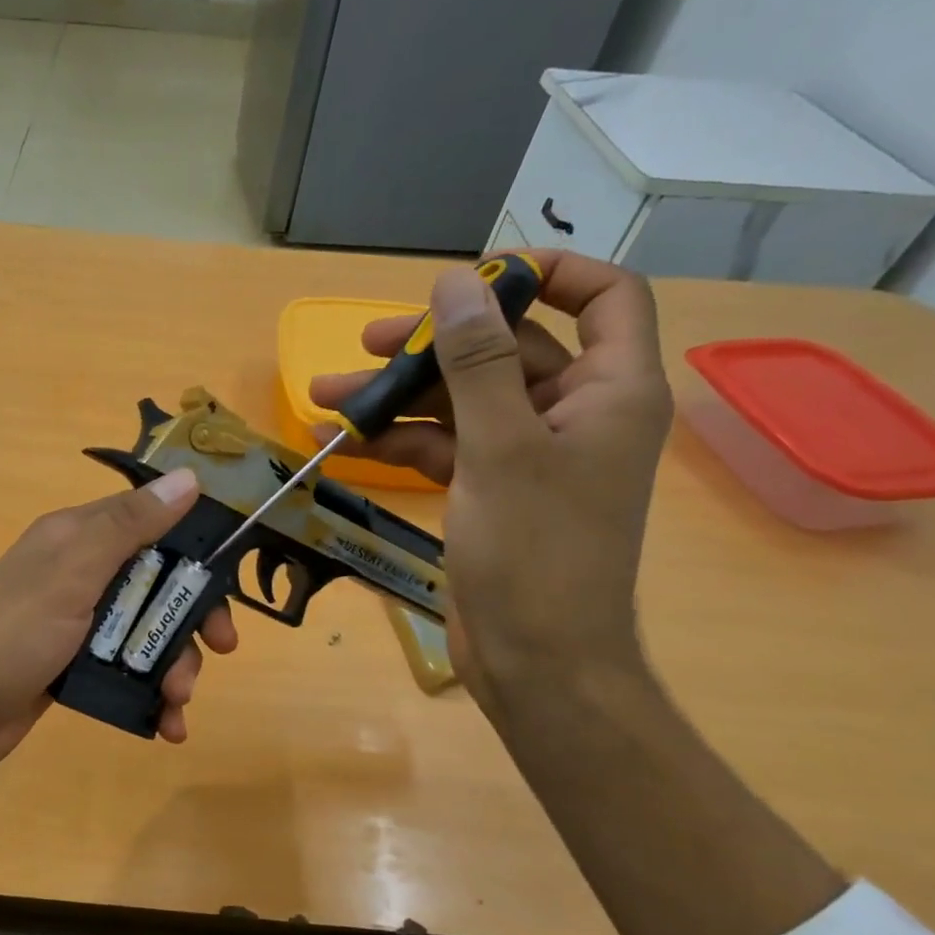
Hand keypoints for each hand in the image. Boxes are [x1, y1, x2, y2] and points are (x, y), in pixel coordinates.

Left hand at [0, 466, 238, 791]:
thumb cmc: (11, 634)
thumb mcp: (73, 571)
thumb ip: (129, 526)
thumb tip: (187, 478)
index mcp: (76, 539)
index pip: (149, 524)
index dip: (194, 548)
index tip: (229, 580)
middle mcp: (78, 575)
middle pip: (156, 585)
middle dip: (191, 619)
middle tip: (223, 649)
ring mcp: (75, 626)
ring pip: (145, 634)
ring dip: (173, 666)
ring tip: (178, 701)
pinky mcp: (72, 670)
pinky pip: (125, 674)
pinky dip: (150, 697)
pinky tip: (167, 726)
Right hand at [309, 250, 671, 704]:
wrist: (537, 661)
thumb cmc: (534, 552)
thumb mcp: (500, 447)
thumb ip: (477, 360)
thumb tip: (455, 280)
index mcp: (609, 390)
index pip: (604, 298)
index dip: (546, 274)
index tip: (472, 279)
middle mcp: (575, 413)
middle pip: (507, 350)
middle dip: (433, 345)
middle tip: (366, 345)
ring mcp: (530, 455)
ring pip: (463, 402)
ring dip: (399, 397)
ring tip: (325, 397)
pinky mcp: (493, 491)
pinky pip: (446, 447)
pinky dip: (400, 441)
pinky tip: (345, 441)